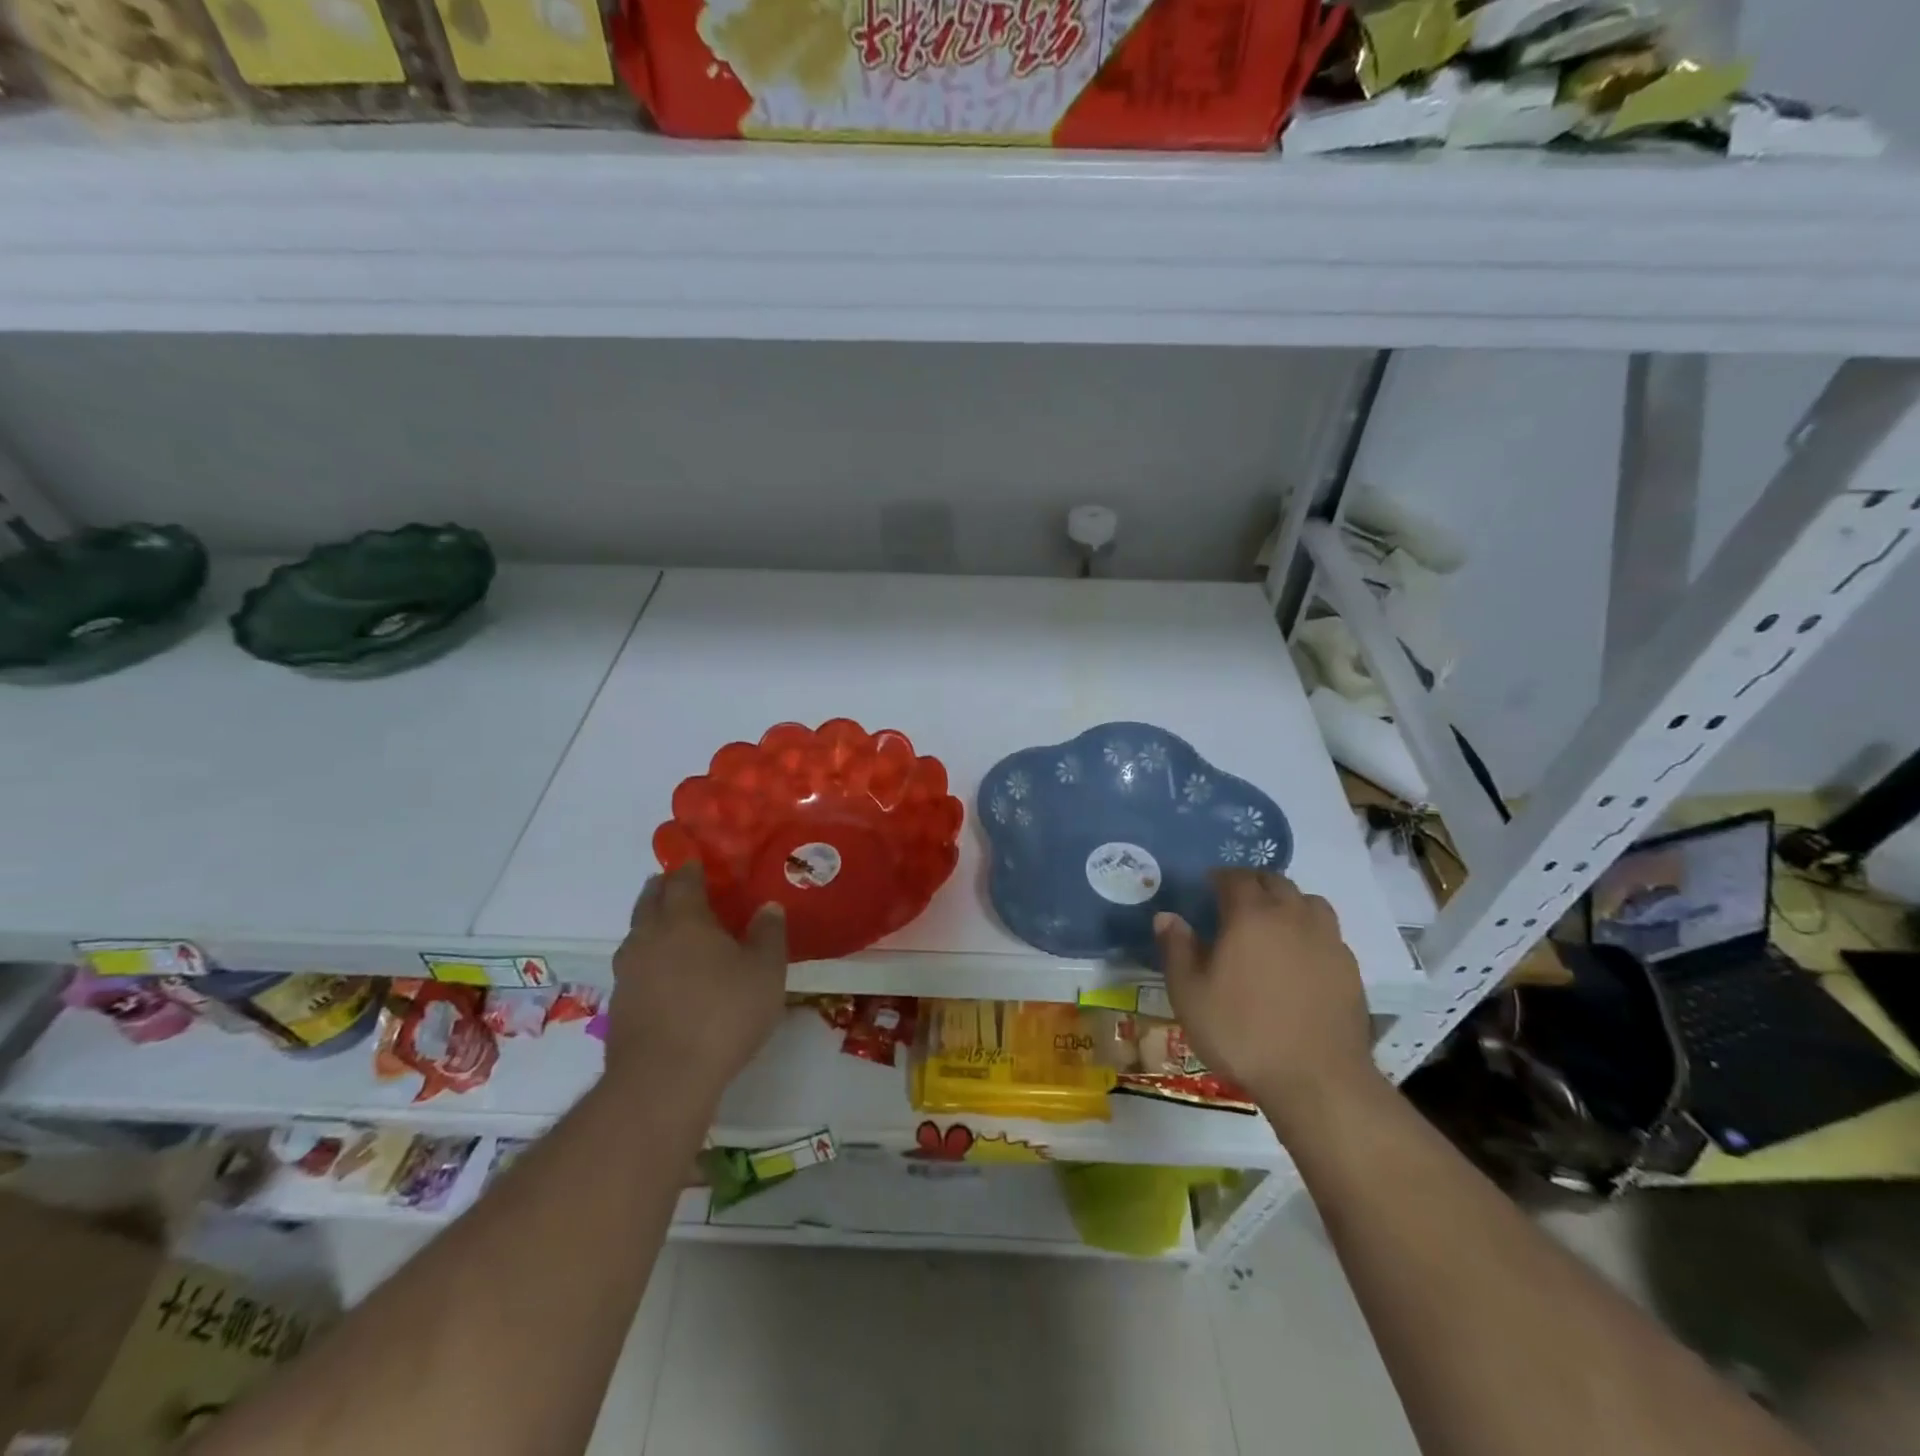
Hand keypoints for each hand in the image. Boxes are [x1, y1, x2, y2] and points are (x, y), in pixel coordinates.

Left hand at [608, 863, 787, 1106]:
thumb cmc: (724, 1014)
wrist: (663, 1079)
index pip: (682, 880)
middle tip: (679, 885)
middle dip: (663, 888)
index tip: (698, 861)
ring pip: (636, 933)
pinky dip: (648, 958)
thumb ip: (769, 935)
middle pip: (649, 900)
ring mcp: (628, 971)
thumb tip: (768, 908)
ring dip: (651, 922)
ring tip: (672, 929)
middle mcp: (649, 936)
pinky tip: (664, 975)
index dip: (690, 867)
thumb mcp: (766, 972)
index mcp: (684, 919)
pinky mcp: (619, 1003)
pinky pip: (634, 965)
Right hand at [1156, 870, 1378, 1131]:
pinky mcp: (1350, 968)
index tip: (1207, 888)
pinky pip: (1328, 933)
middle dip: (1253, 884)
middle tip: (1235, 902)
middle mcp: (1292, 916)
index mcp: (1251, 915)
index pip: (1235, 877)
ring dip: (1288, 902)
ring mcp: (1327, 940)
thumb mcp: (1189, 994)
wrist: (1317, 1080)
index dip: (1219, 877)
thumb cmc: (1242, 1033)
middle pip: (1275, 881)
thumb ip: (1176, 949)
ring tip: (1272, 924)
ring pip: (1309, 901)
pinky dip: (1310, 932)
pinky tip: (1300, 959)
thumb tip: (1167, 916)